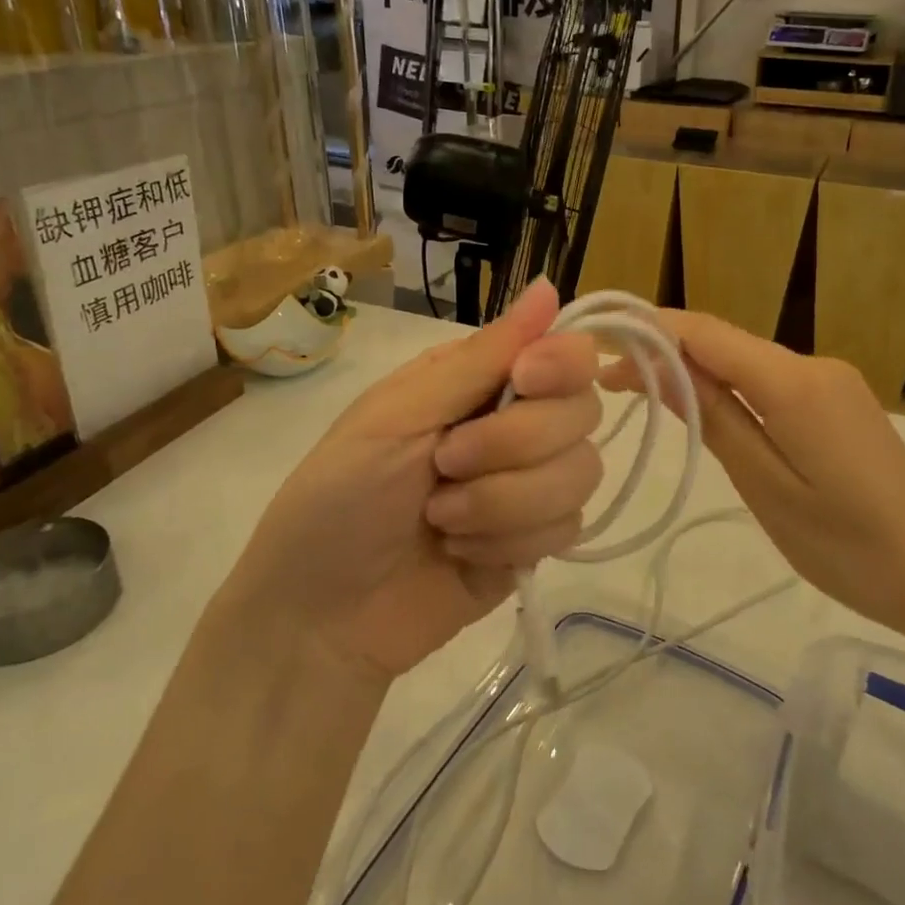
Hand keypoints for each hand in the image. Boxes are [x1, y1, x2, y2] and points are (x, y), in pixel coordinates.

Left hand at [230, 279, 602, 678]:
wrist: (321, 617)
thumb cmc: (339, 498)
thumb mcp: (397, 416)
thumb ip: (479, 358)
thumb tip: (549, 287)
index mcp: (481, 380)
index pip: (567, 352)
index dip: (561, 365)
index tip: (524, 382)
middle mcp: (516, 423)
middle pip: (582, 412)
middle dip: (512, 446)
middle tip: (443, 466)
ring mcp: (530, 486)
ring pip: (582, 473)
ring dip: (504, 502)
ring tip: (442, 520)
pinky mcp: (536, 542)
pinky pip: (568, 528)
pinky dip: (508, 542)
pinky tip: (461, 554)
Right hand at [609, 311, 904, 632]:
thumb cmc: (845, 543)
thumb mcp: (764, 484)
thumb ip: (715, 418)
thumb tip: (663, 368)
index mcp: (794, 382)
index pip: (707, 334)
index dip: (650, 330)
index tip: (600, 344)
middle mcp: (814, 365)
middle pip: (725, 342)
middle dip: (665, 352)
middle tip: (610, 382)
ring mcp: (831, 382)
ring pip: (746, 361)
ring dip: (695, 371)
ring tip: (644, 395)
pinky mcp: (839, 403)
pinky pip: (771, 381)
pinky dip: (730, 388)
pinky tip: (705, 409)